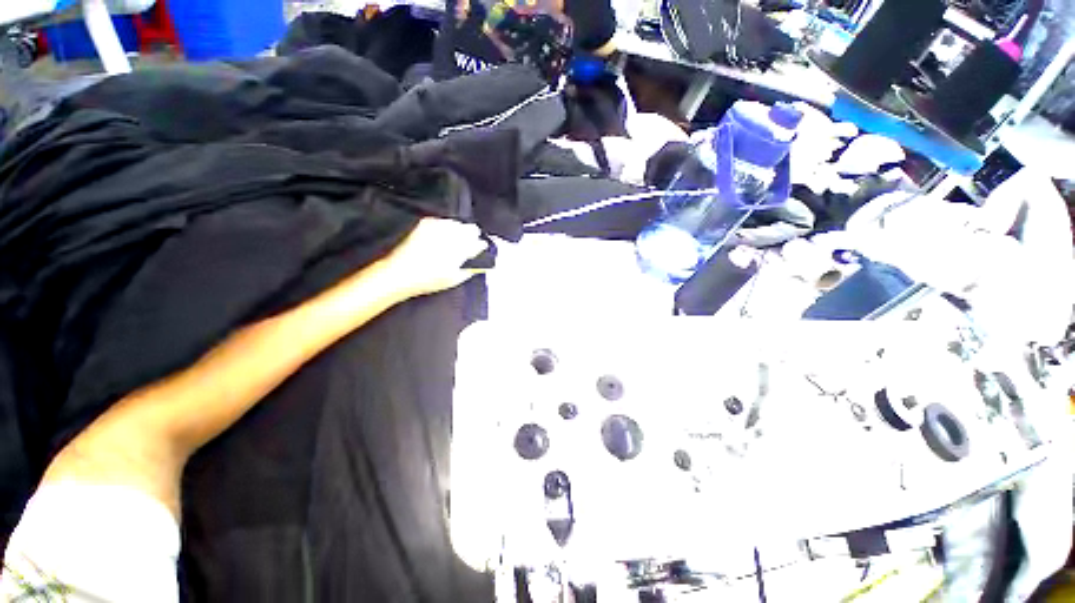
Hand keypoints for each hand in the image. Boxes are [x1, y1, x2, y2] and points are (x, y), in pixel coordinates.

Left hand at [380, 218, 489, 298]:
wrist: (398, 272)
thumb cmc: (427, 280)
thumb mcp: (453, 280)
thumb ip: (471, 270)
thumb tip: (483, 264)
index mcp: (460, 251)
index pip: (478, 243)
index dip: (480, 246)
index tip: (480, 249)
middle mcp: (450, 236)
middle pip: (471, 229)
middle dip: (472, 236)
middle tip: (468, 245)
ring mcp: (438, 227)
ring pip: (458, 224)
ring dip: (459, 230)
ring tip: (454, 240)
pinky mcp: (426, 223)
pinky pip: (443, 221)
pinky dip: (446, 226)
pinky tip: (442, 236)